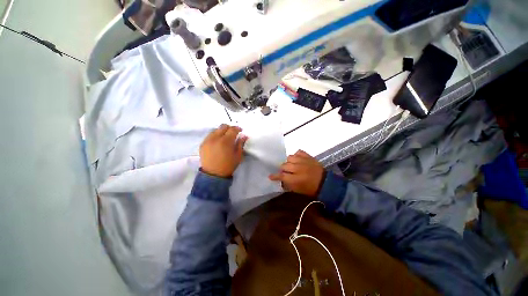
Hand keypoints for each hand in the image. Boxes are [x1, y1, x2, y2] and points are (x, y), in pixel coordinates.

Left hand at [200, 124, 247, 177]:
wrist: (213, 175)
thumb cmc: (228, 166)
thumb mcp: (238, 156)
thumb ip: (241, 144)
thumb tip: (244, 136)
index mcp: (226, 141)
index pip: (232, 129)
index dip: (238, 128)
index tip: (240, 130)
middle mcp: (215, 138)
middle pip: (223, 126)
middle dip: (229, 128)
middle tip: (233, 133)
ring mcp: (207, 140)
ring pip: (215, 130)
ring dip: (222, 131)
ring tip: (225, 137)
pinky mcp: (202, 144)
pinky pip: (209, 135)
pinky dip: (215, 135)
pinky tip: (218, 142)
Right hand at [269, 150, 324, 196]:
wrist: (325, 182)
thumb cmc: (310, 189)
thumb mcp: (298, 190)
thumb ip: (287, 184)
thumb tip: (281, 180)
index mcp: (295, 179)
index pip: (281, 176)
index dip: (275, 176)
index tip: (270, 176)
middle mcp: (298, 168)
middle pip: (284, 165)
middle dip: (282, 169)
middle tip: (285, 171)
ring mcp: (303, 161)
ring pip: (289, 157)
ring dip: (289, 162)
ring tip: (291, 164)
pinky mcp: (308, 156)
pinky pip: (298, 152)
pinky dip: (296, 155)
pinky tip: (297, 159)